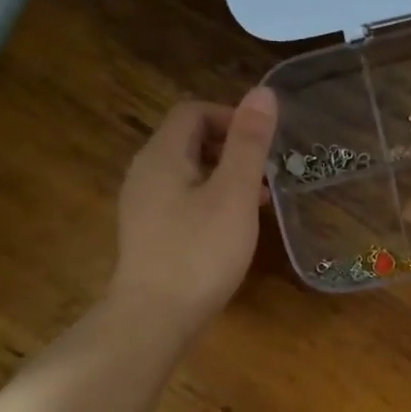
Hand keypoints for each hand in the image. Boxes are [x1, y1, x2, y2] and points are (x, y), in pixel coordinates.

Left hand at [109, 88, 277, 335]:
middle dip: (231, 146)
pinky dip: (210, 199)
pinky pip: (182, 199)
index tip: (265, 141)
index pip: (193, 112)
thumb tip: (263, 93)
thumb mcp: (234, 194)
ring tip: (259, 197)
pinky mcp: (149, 233)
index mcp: (162, 155)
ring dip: (224, 174)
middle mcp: (145, 173)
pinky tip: (234, 225)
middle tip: (267, 169)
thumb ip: (249, 143)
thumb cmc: (199, 252)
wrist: (154, 318)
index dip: (231, 116)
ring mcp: (143, 205)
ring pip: (187, 172)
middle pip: (188, 140)